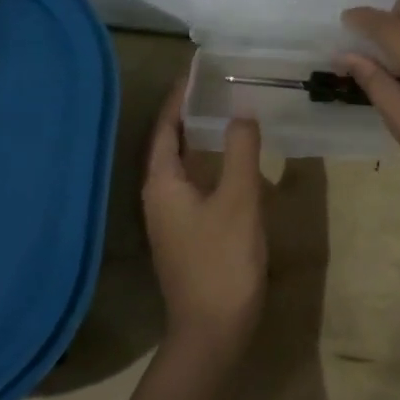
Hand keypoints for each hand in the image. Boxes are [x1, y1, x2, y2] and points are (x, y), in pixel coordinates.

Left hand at [141, 79, 268, 355]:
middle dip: (188, 112)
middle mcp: (158, 196)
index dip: (180, 96)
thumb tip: (242, 110)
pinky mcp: (184, 233)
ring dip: (197, 137)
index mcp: (163, 182)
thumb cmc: (223, 261)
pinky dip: (207, 163)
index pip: (167, 126)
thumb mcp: (239, 200)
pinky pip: (191, 184)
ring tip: (222, 112)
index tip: (198, 68)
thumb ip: (241, 152)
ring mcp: (169, 217)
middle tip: (215, 84)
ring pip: (180, 165)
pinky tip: (229, 162)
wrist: (212, 331)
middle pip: (169, 143)